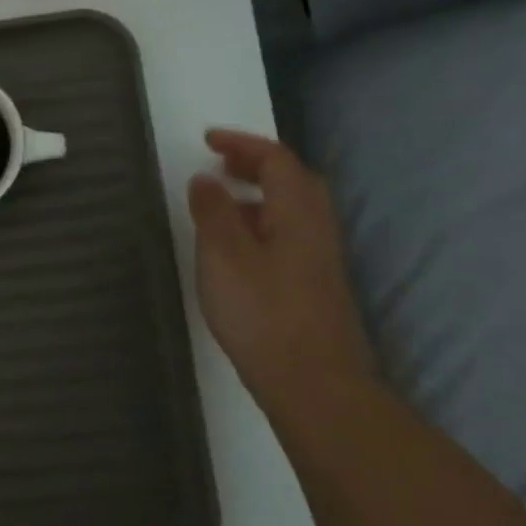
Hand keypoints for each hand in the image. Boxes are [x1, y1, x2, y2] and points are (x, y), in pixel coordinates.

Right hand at [187, 129, 376, 409]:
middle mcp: (316, 230)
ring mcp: (319, 260)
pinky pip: (289, 235)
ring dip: (259, 194)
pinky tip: (237, 248)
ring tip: (220, 203)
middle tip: (220, 164)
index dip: (243, 144)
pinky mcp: (314, 286)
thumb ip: (213, 212)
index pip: (277, 160)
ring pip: (292, 210)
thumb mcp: (224, 257)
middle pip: (293, 181)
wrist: (314, 385)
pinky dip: (262, 222)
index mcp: (297, 214)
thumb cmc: (263, 314)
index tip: (207, 141)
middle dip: (256, 165)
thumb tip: (206, 178)